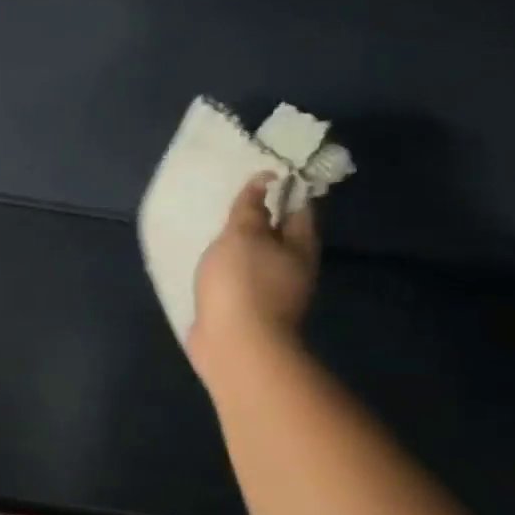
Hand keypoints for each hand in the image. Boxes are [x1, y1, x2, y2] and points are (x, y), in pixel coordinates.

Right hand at [188, 174, 320, 377]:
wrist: (236, 343)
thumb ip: (251, 207)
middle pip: (282, 234)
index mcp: (300, 246)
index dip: (285, 188)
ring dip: (245, 243)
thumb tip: (265, 179)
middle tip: (235, 197)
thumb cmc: (242, 282)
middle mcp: (294, 267)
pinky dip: (231, 264)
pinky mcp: (250, 307)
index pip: (300, 208)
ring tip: (218, 227)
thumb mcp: (243, 235)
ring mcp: (274, 290)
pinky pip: (242, 276)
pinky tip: (213, 261)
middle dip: (263, 216)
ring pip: (260, 256)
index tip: (264, 171)